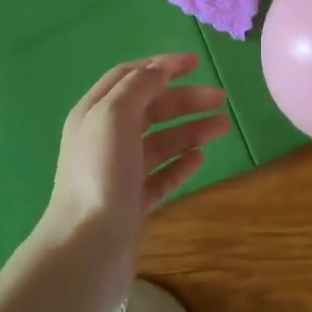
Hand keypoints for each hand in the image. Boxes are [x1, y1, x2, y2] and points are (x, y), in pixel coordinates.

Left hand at [38, 53, 230, 258]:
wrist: (87, 247)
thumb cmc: (100, 173)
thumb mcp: (114, 115)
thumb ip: (139, 86)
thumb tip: (160, 69)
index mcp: (94, 113)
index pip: (130, 76)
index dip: (162, 65)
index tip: (196, 63)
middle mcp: (105, 139)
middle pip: (150, 108)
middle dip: (185, 99)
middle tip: (221, 98)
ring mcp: (118, 173)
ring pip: (160, 142)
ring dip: (190, 130)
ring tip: (223, 126)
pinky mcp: (132, 203)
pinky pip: (161, 176)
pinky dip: (180, 164)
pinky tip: (199, 159)